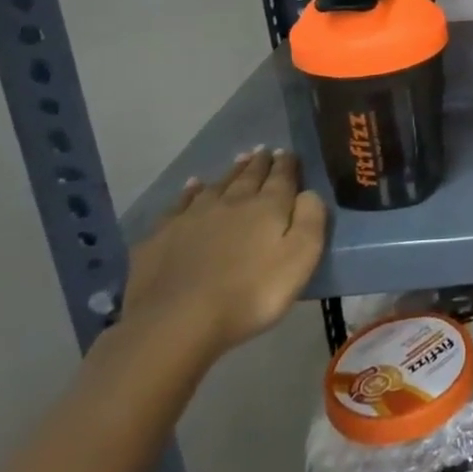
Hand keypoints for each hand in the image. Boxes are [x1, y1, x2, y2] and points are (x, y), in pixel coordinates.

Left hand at [122, 147, 327, 362]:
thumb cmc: (251, 293)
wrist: (177, 321)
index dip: (286, 164)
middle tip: (263, 151)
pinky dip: (189, 192)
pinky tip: (191, 187)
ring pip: (216, 186)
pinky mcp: (161, 236)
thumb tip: (309, 192)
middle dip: (259, 163)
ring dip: (230, 172)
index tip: (287, 152)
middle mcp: (231, 202)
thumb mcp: (301, 258)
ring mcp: (192, 217)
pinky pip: (179, 205)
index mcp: (267, 207)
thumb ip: (311, 220)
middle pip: (248, 177)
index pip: (281, 177)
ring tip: (238, 160)